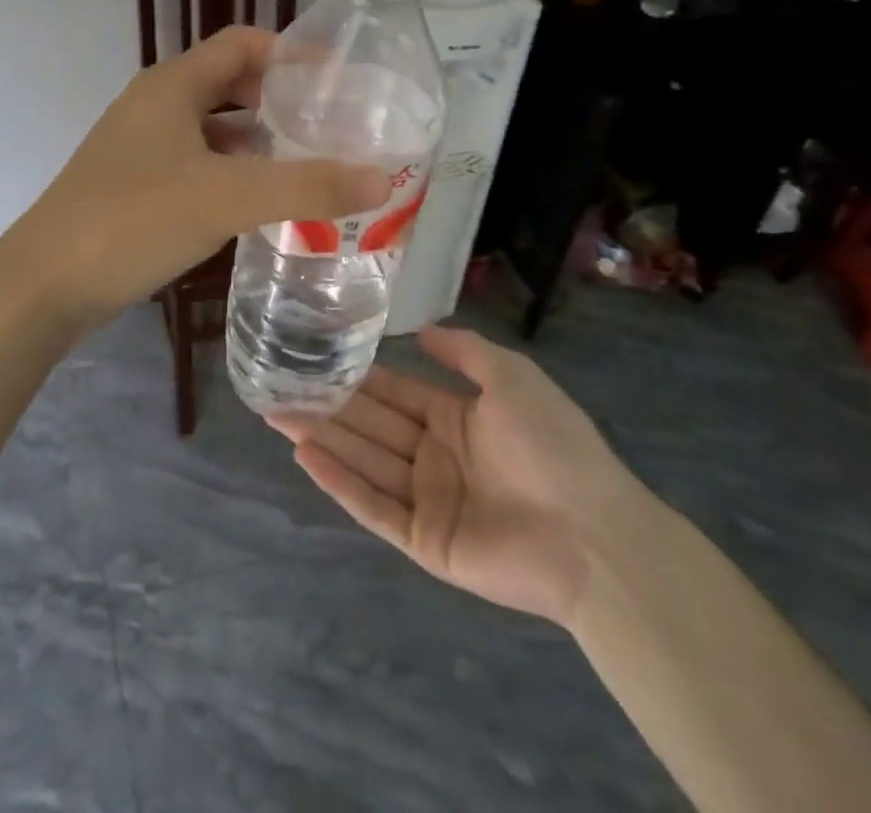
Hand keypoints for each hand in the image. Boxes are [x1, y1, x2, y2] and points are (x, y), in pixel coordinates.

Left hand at [0, 26, 390, 340]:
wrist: (44, 284)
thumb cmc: (133, 221)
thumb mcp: (226, 198)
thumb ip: (306, 187)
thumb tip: (383, 177)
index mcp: (172, 85)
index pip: (242, 43)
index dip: (291, 53)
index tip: (340, 81)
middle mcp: (155, 105)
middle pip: (229, 83)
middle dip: (281, 100)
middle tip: (332, 127)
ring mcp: (141, 146)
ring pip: (213, 129)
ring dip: (258, 141)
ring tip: (310, 165)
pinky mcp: (135, 185)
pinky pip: (196, 163)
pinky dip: (232, 173)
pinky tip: (259, 203)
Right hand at [270, 326, 652, 625]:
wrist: (595, 534)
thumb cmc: (552, 444)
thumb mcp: (511, 377)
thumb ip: (464, 351)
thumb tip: (420, 328)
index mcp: (456, 419)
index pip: (394, 392)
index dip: (356, 376)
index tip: (315, 357)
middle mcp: (435, 456)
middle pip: (370, 425)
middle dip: (326, 405)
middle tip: (276, 385)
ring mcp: (428, 500)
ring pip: (364, 461)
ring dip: (321, 437)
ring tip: (275, 412)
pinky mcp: (423, 541)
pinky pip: (373, 507)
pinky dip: (339, 482)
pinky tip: (305, 455)